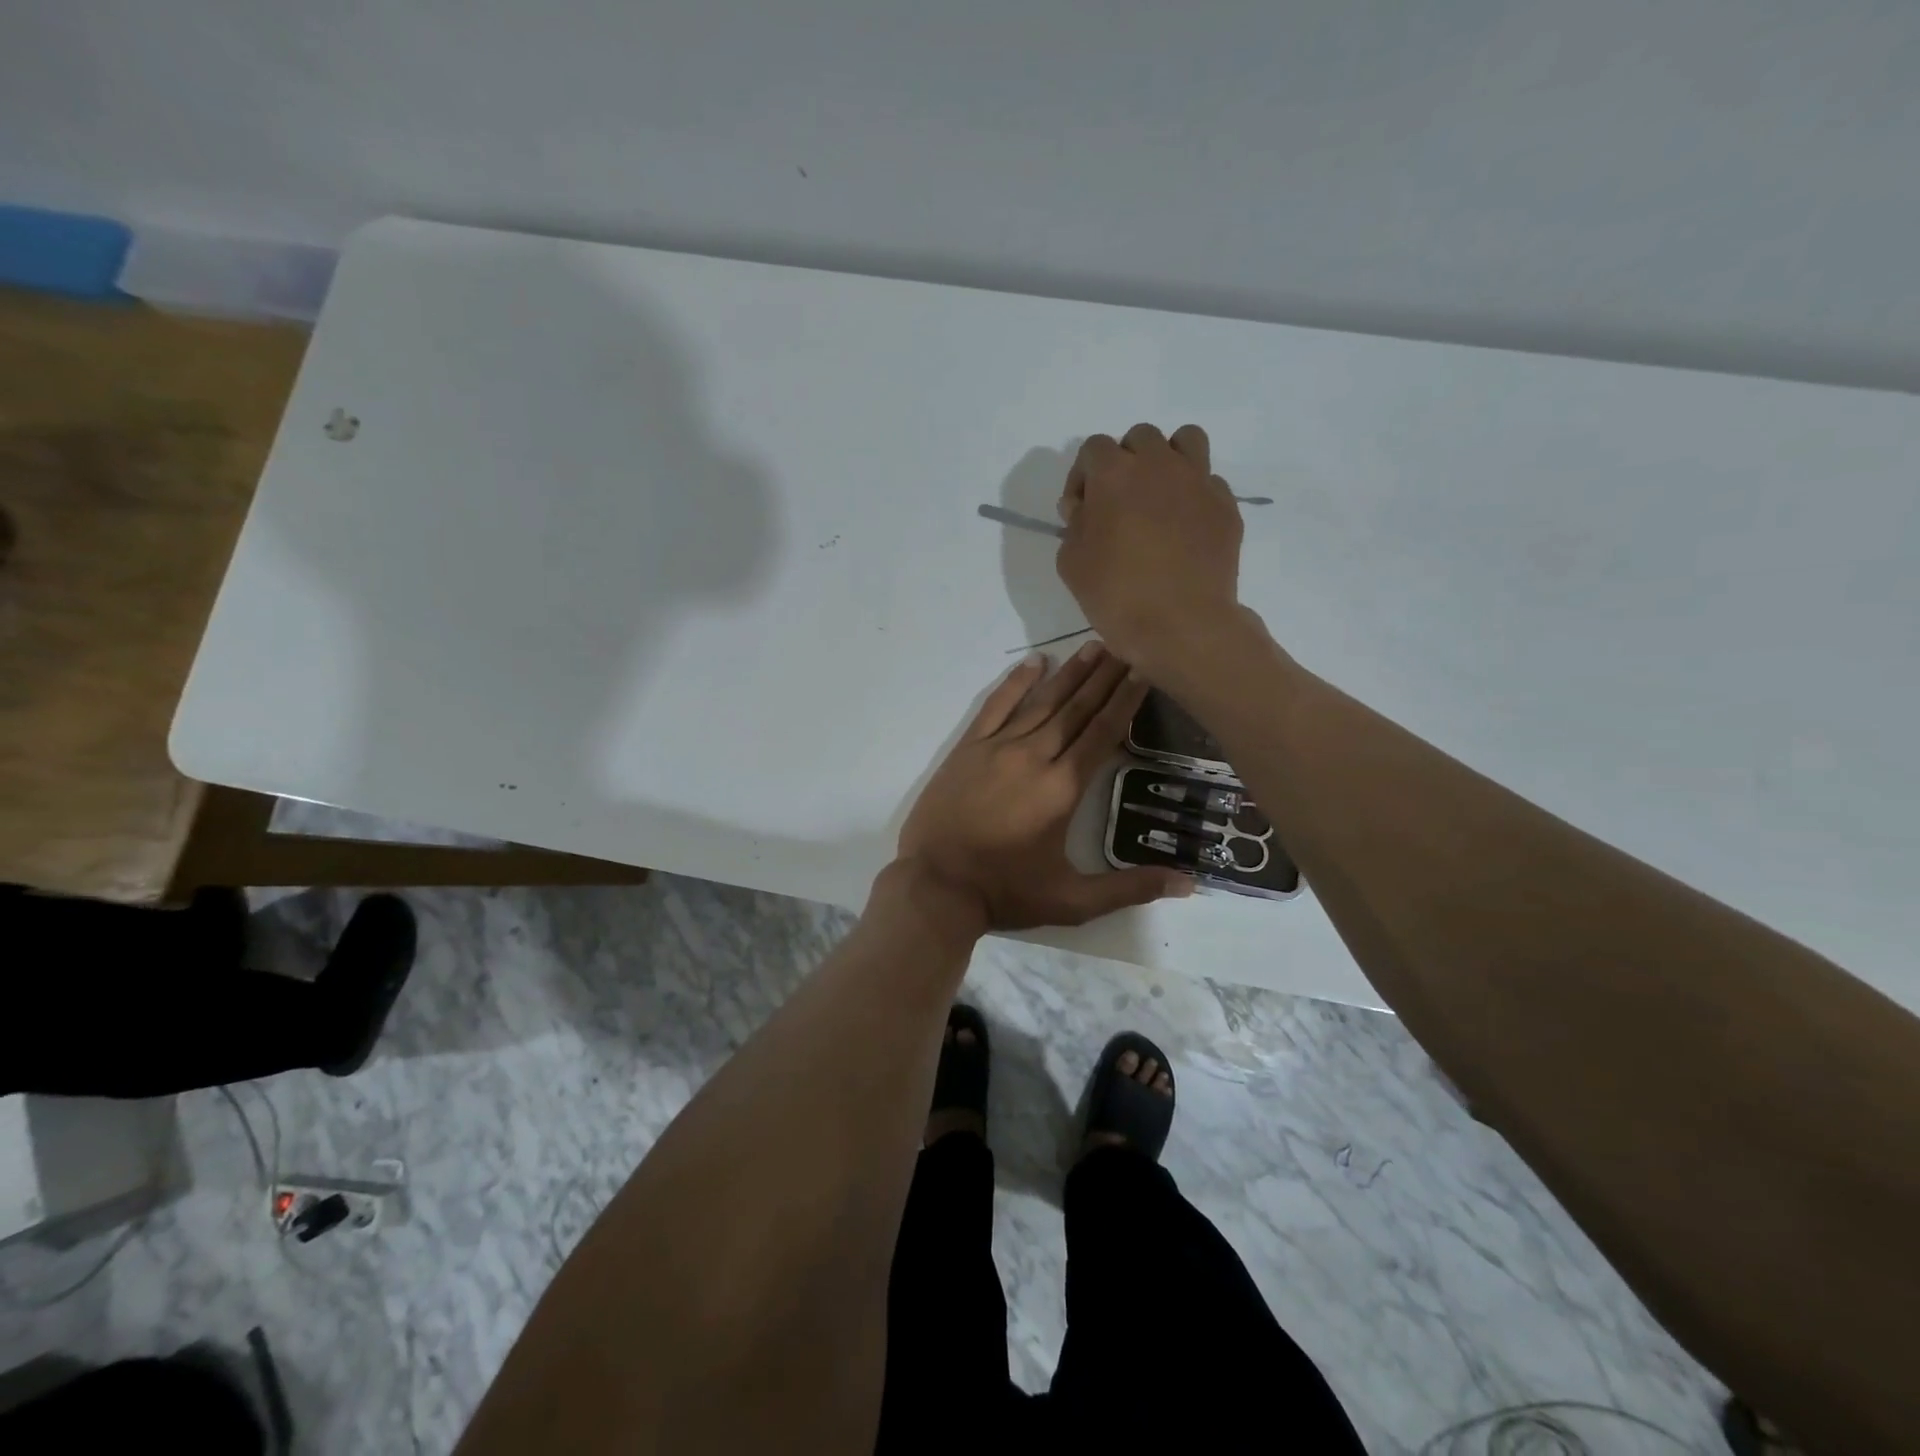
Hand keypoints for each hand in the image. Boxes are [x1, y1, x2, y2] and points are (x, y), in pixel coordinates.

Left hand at [896, 642, 1192, 930]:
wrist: (935, 885)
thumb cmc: (1006, 892)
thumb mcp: (1073, 901)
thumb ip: (1130, 888)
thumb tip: (1190, 883)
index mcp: (1062, 788)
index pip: (1102, 733)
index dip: (1125, 700)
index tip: (1143, 669)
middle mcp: (1034, 757)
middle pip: (1076, 709)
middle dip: (1104, 677)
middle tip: (1126, 644)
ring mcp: (997, 748)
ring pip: (1041, 702)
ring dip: (1069, 674)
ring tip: (1093, 646)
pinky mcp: (967, 749)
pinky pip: (995, 707)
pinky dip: (1015, 683)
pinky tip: (1033, 663)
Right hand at [1056, 423, 1247, 673]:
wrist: (1182, 626)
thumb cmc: (1116, 596)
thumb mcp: (1071, 564)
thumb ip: (1074, 525)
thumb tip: (1085, 508)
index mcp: (1114, 474)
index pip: (1093, 448)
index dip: (1082, 477)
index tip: (1080, 510)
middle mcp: (1159, 465)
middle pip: (1140, 438)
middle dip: (1125, 462)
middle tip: (1119, 502)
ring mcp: (1199, 482)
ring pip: (1185, 442)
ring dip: (1167, 460)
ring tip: (1159, 496)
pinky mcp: (1226, 506)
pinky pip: (1209, 482)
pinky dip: (1194, 495)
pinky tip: (1185, 527)